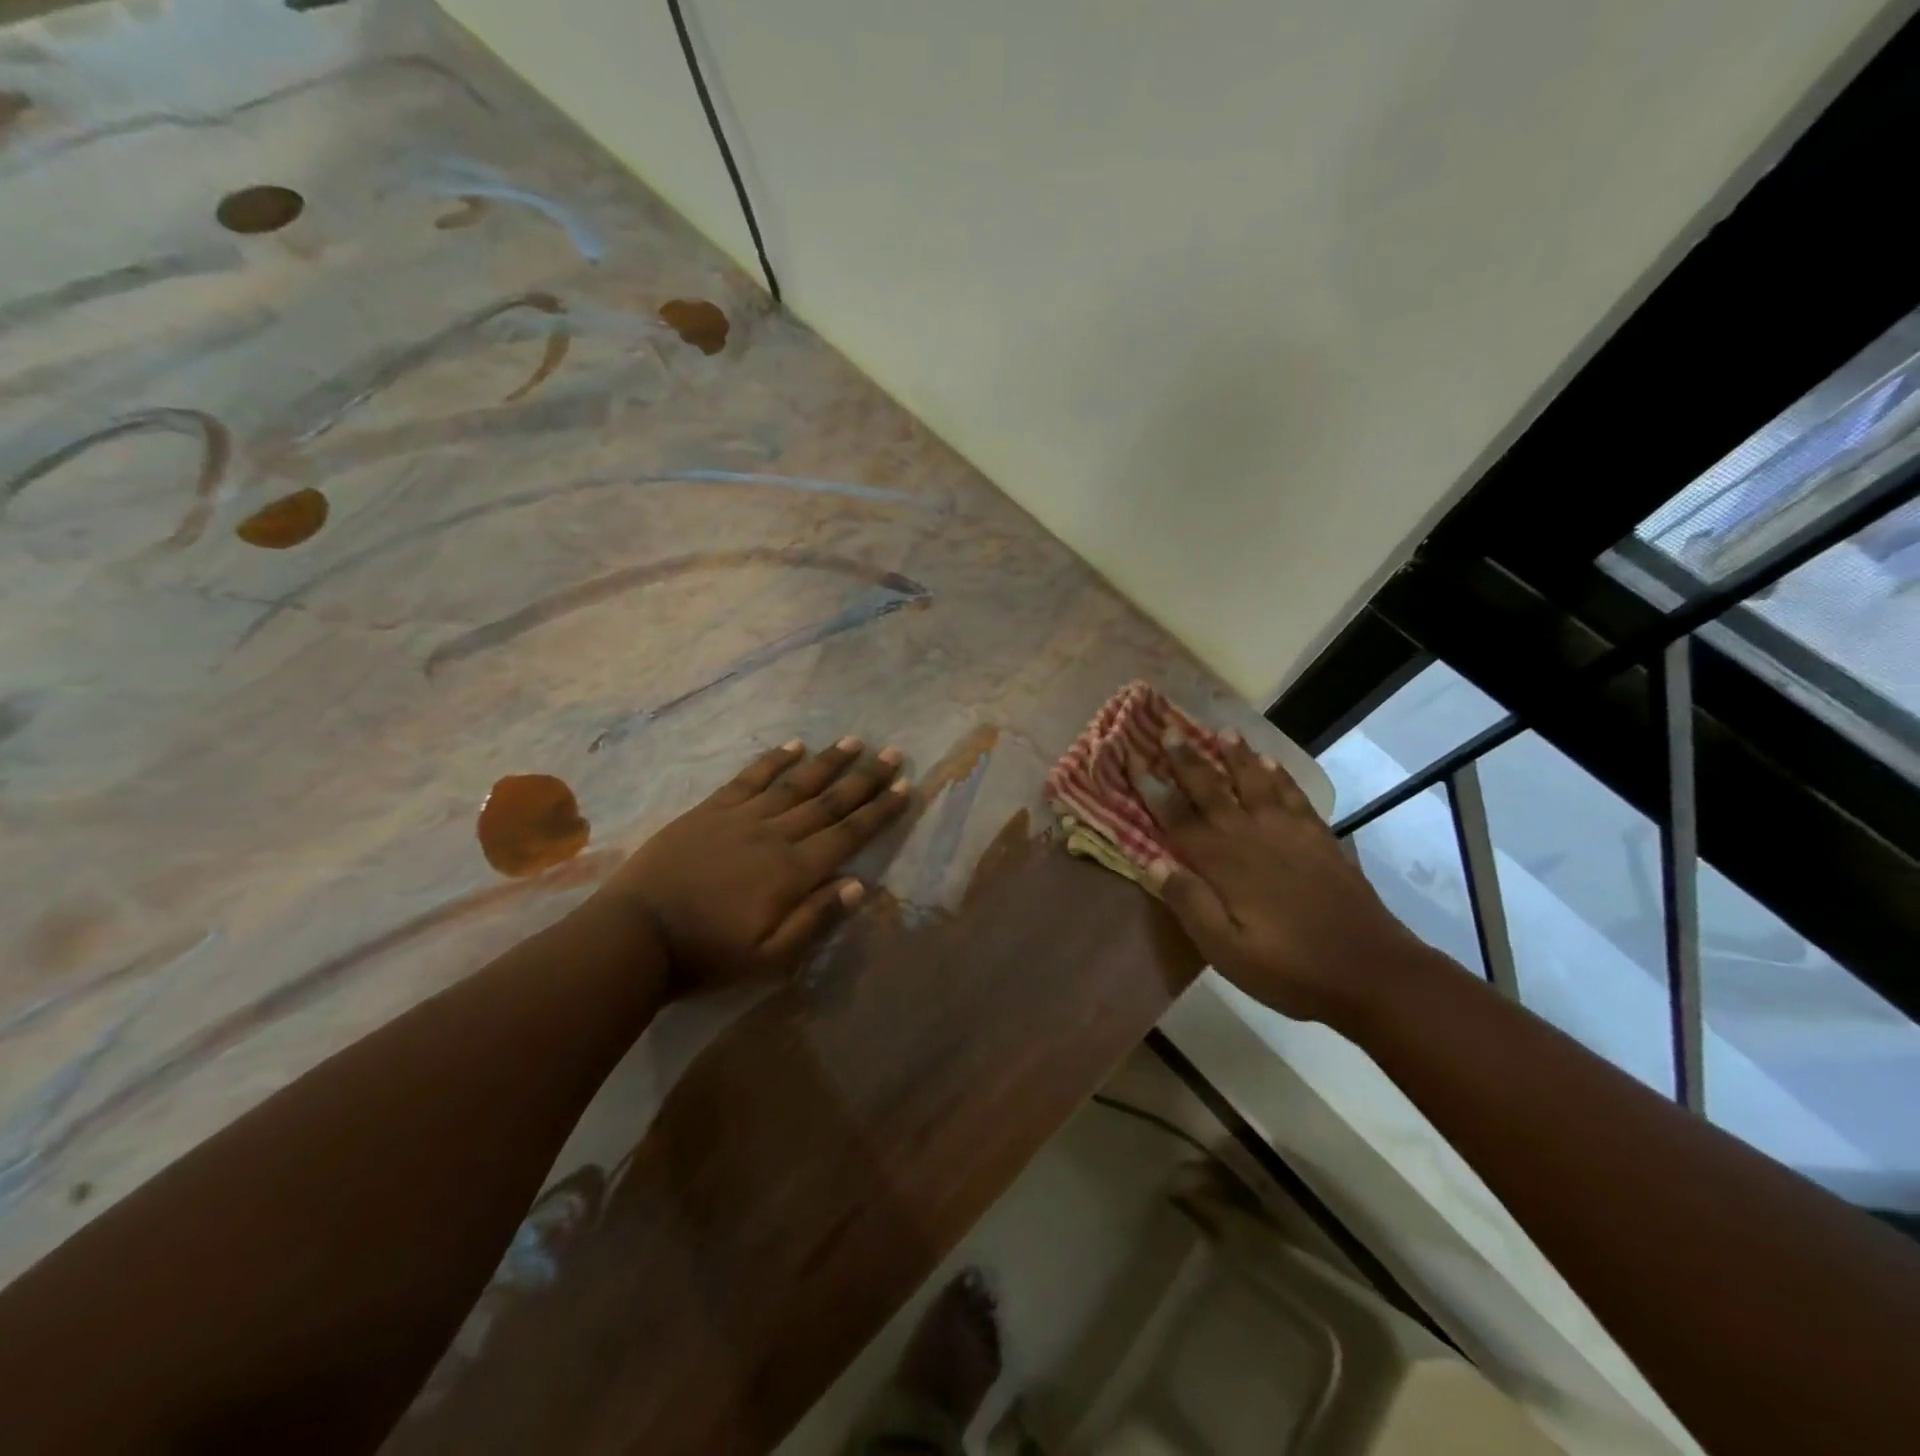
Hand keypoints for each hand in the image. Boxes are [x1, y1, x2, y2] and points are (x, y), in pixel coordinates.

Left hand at [592, 738, 909, 994]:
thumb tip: (859, 884)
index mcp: (793, 871)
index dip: (879, 811)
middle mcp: (775, 835)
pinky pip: (749, 778)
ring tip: (854, 742)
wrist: (635, 936)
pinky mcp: (710, 810)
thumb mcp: (769, 958)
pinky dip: (773, 760)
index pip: (848, 834)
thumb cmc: (707, 954)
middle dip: (864, 779)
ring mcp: (741, 818)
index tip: (905, 787)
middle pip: (829, 802)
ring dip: (827, 762)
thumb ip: (815, 919)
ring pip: (795, 783)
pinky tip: (793, 745)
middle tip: (892, 754)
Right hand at [1136, 729, 1430, 1024]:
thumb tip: (1153, 864)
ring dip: (1236, 756)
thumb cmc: (1290, 968)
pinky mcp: (1320, 838)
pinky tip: (1271, 763)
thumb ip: (1190, 904)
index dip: (1153, 788)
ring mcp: (1290, 833)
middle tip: (1170, 730)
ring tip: (1222, 731)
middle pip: (1213, 789)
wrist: (1372, 971)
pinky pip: (1293, 795)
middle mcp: (1253, 836)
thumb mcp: (1227, 951)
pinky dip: (1279, 775)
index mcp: (1224, 863)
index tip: (1134, 759)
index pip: (1178, 817)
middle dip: (1188, 759)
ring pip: (1255, 782)